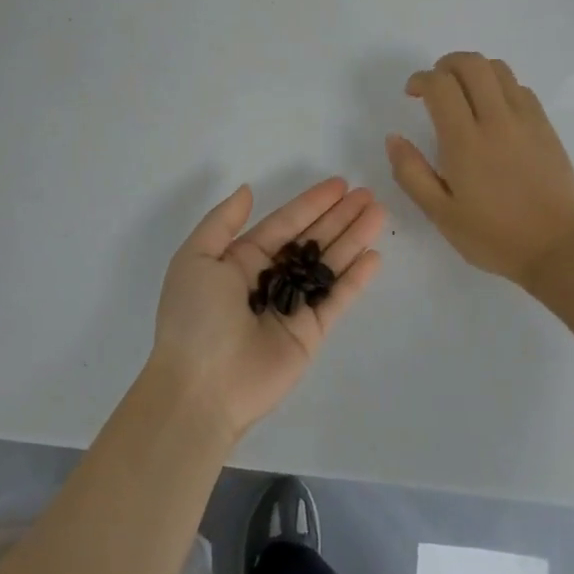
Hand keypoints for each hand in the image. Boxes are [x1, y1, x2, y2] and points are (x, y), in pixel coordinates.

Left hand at [151, 178, 384, 439]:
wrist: (200, 389)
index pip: (285, 223)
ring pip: (329, 265)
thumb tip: (248, 190)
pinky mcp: (310, 333)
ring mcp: (293, 306)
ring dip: (353, 239)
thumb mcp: (195, 258)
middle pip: (312, 240)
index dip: (312, 203)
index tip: (340, 184)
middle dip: (339, 217)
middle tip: (368, 195)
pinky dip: (355, 279)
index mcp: (241, 260)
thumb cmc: (194, 317)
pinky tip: (374, 256)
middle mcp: (270, 279)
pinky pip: (337, 299)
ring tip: (379, 214)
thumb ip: (223, 221)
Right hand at [387, 52, 573, 287]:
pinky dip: (500, 86)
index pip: (440, 85)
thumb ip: (411, 173)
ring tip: (464, 93)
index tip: (412, 94)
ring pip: (498, 69)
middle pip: (471, 63)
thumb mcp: (440, 214)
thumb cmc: (493, 236)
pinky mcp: (546, 126)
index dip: (421, 79)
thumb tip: (394, 138)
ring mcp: (526, 120)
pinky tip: (494, 111)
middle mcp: (496, 120)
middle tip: (436, 86)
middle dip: (446, 64)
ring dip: (474, 71)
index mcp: (465, 142)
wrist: (557, 249)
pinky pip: (520, 88)